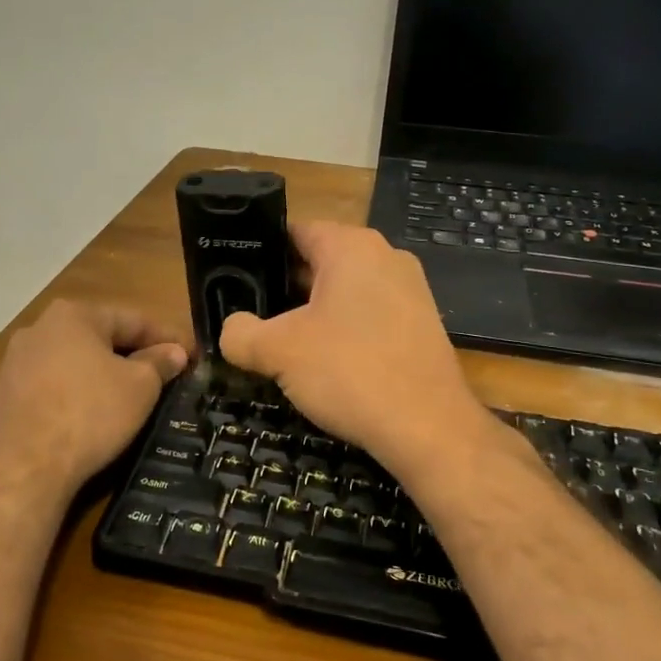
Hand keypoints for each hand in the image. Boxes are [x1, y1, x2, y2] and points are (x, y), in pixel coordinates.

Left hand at [0, 301, 188, 496]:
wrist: (23, 468)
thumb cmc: (89, 414)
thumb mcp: (140, 387)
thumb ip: (159, 363)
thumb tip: (174, 352)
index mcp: (74, 315)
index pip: (133, 319)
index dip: (168, 338)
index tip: (193, 355)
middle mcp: (39, 328)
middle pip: (101, 337)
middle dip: (134, 354)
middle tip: (166, 375)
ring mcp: (16, 362)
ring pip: (75, 362)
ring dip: (105, 375)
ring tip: (133, 397)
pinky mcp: (5, 395)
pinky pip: (54, 386)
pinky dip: (79, 394)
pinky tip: (94, 415)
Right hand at [219, 222, 492, 477]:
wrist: (429, 428)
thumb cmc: (349, 371)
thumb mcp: (278, 351)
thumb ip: (240, 333)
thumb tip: (230, 330)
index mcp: (352, 246)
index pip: (294, 231)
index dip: (259, 252)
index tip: (234, 278)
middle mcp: (386, 257)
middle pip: (320, 261)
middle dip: (284, 287)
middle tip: (251, 315)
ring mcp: (410, 291)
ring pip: (345, 291)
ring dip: (313, 313)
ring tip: (281, 343)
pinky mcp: (422, 325)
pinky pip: (370, 316)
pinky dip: (344, 331)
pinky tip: (325, 364)